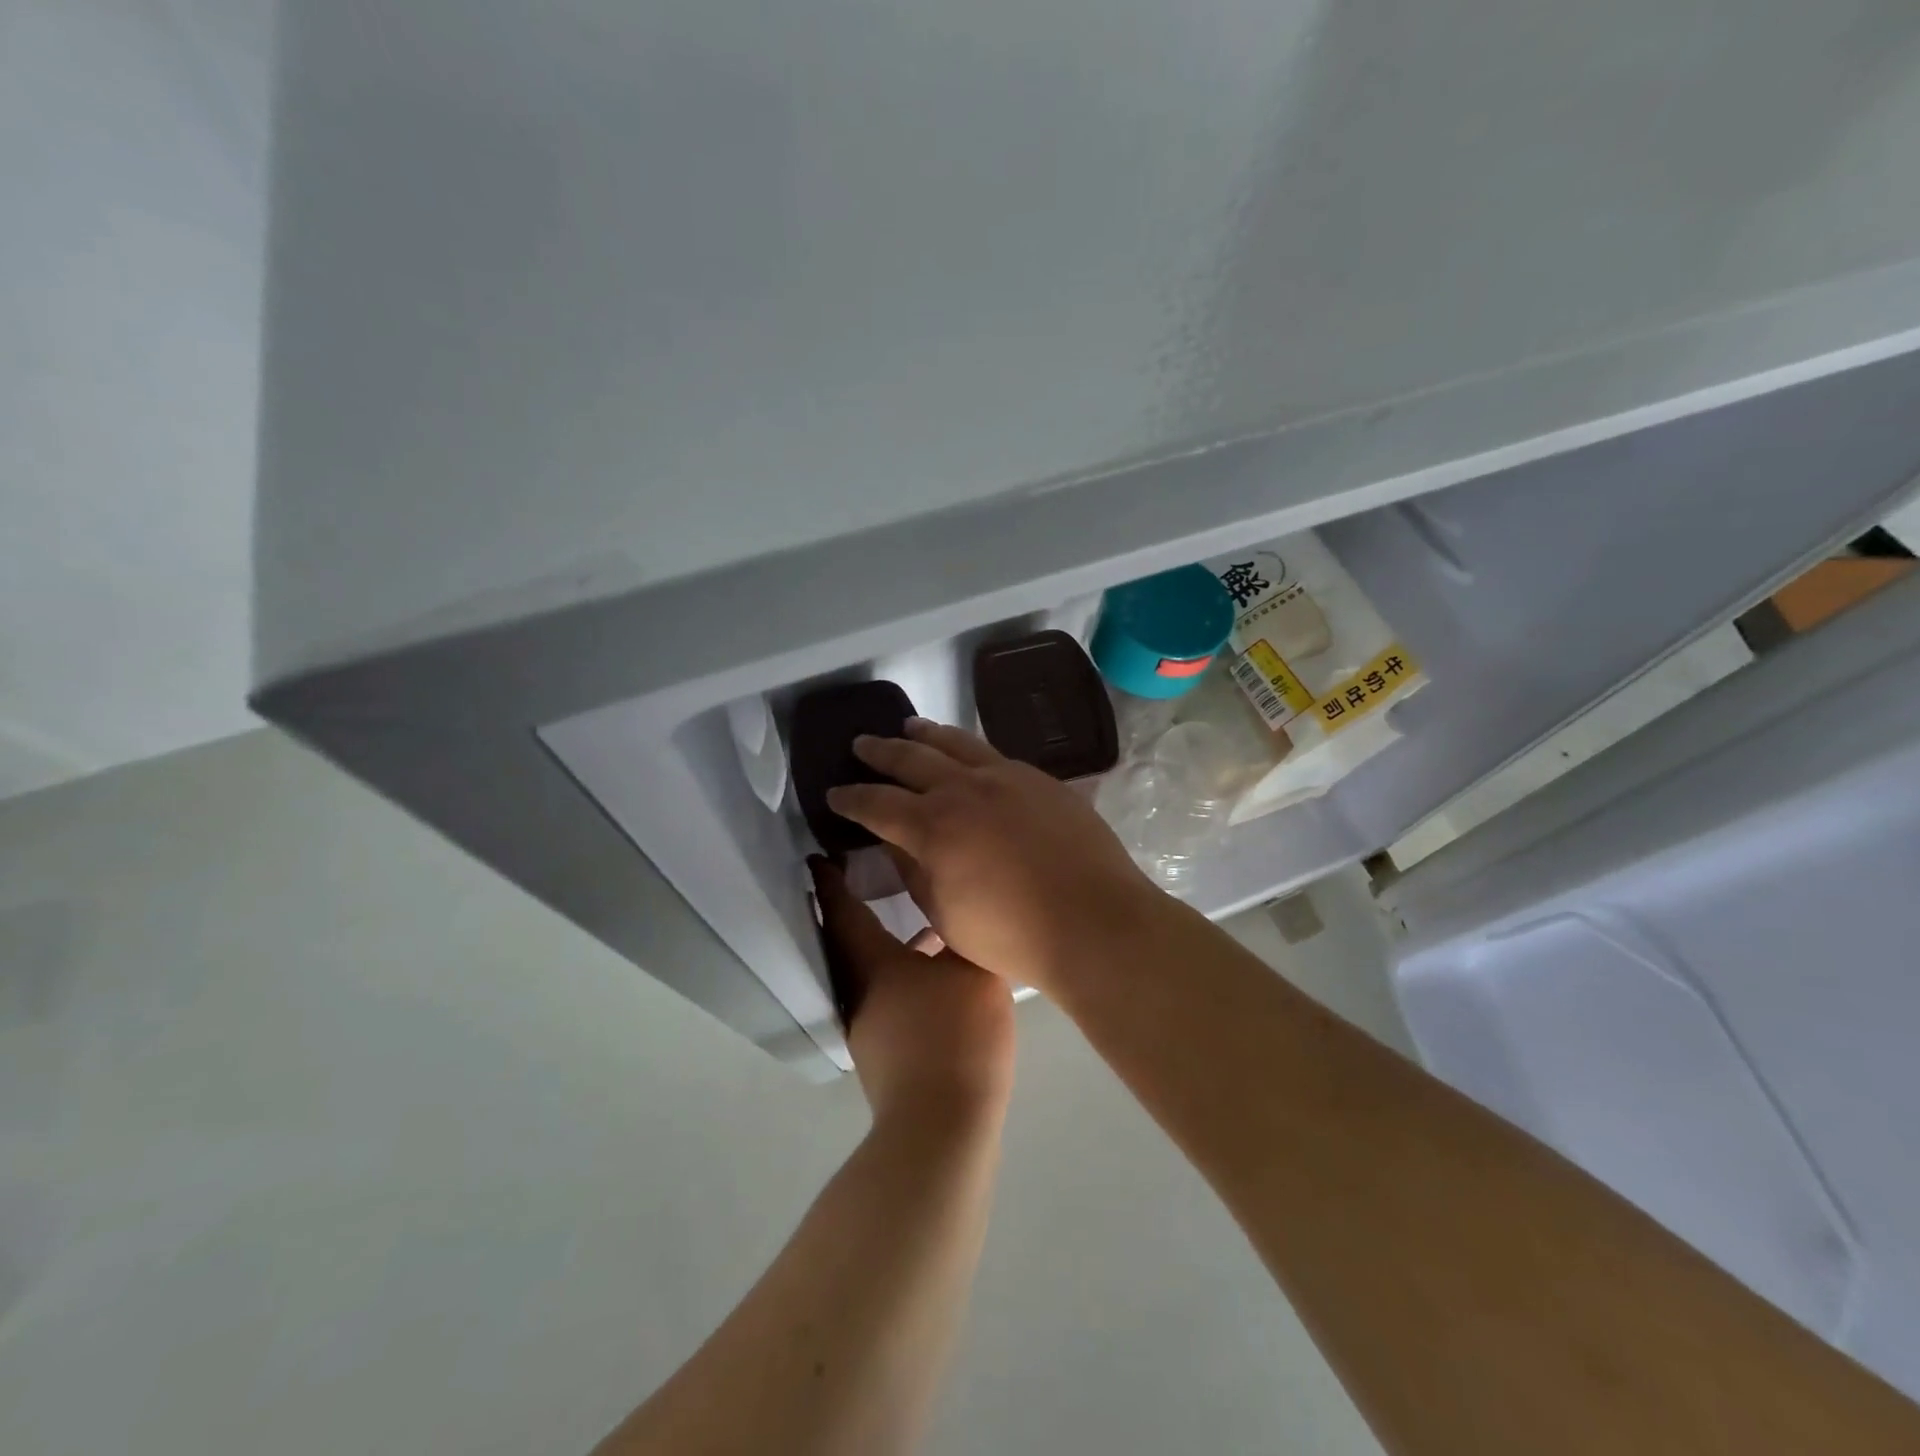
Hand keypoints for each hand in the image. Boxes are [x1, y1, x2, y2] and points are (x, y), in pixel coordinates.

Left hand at [810, 857, 1015, 1129]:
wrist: (941, 1126)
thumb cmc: (955, 1034)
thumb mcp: (974, 971)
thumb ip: (964, 935)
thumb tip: (958, 910)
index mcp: (872, 962)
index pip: (841, 911)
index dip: (830, 882)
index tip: (818, 858)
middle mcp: (860, 991)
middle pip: (849, 941)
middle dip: (853, 909)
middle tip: (868, 878)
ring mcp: (869, 1027)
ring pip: (870, 971)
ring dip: (883, 944)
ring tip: (915, 923)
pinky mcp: (885, 1054)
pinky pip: (888, 995)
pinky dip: (902, 974)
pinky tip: (935, 977)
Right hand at [825, 719, 1157, 993]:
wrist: (1095, 921)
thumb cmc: (1012, 935)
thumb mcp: (945, 915)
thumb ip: (915, 871)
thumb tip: (897, 841)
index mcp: (933, 826)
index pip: (877, 804)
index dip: (851, 799)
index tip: (834, 794)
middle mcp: (965, 789)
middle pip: (911, 759)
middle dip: (880, 752)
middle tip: (860, 745)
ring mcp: (1007, 777)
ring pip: (956, 743)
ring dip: (926, 734)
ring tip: (909, 727)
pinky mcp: (1040, 779)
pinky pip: (994, 753)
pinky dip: (969, 748)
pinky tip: (967, 753)